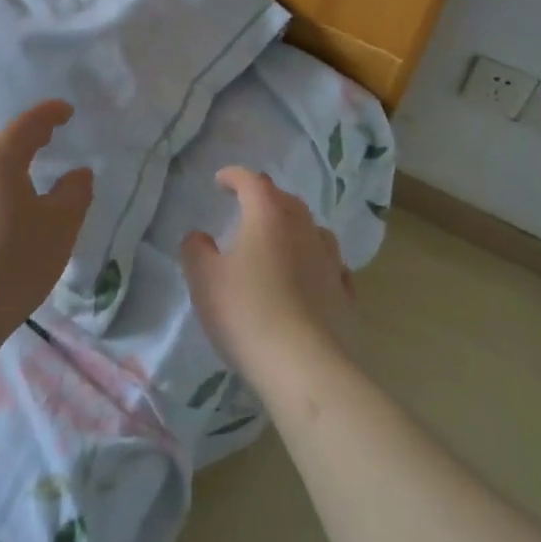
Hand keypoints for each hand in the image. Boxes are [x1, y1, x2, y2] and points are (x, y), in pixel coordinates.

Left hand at [0, 100, 93, 337]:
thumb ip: (74, 193)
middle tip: (47, 140)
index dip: (48, 114)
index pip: (26, 125)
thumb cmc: (13, 262)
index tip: (66, 111)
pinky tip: (0, 222)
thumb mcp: (59, 227)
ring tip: (26, 184)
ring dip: (5, 172)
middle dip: (24, 141)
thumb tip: (78, 173)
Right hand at [180, 167, 355, 389]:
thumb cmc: (246, 313)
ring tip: (279, 239)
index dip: (235, 176)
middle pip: (286, 201)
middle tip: (247, 206)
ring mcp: (330, 260)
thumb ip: (196, 250)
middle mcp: (304, 229)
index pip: (253, 182)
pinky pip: (329, 264)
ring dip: (293, 226)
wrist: (304, 365)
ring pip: (312, 229)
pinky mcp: (344, 293)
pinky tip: (309, 274)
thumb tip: (200, 236)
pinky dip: (314, 260)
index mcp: (268, 217)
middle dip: (265, 197)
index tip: (220, 180)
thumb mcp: (204, 280)